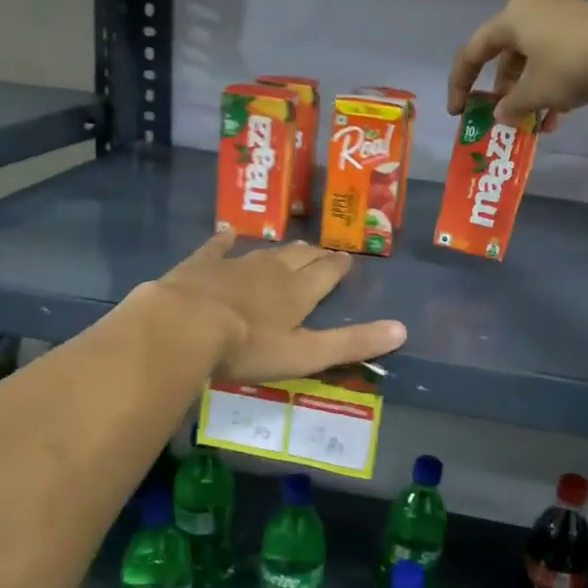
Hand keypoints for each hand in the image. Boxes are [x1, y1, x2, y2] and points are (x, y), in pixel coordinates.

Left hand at [150, 233, 406, 382]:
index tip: (346, 259)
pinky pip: (216, 247)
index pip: (326, 274)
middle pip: (299, 258)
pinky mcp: (201, 265)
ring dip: (281, 250)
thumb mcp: (306, 354)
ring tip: (292, 247)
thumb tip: (403, 329)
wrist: (185, 326)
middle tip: (323, 252)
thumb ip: (352, 343)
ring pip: (265, 253)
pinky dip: (224, 240)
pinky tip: (226, 233)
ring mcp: (234, 264)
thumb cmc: (248, 347)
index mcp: (298, 292)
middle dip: (314, 255)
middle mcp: (272, 271)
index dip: (338, 267)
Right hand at [447, 0, 587, 130]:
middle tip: (502, 114)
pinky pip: (560, 58)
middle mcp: (536, 10)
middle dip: (503, 90)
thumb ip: (511, 105)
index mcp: (512, 19)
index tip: (459, 111)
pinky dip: (554, 85)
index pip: (474, 51)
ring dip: (531, 92)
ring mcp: (566, 17)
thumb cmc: (571, 66)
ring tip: (537, 123)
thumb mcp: (535, 93)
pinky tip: (562, 114)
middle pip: (507, 54)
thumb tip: (500, 114)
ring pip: (536, 59)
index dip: (460, 83)